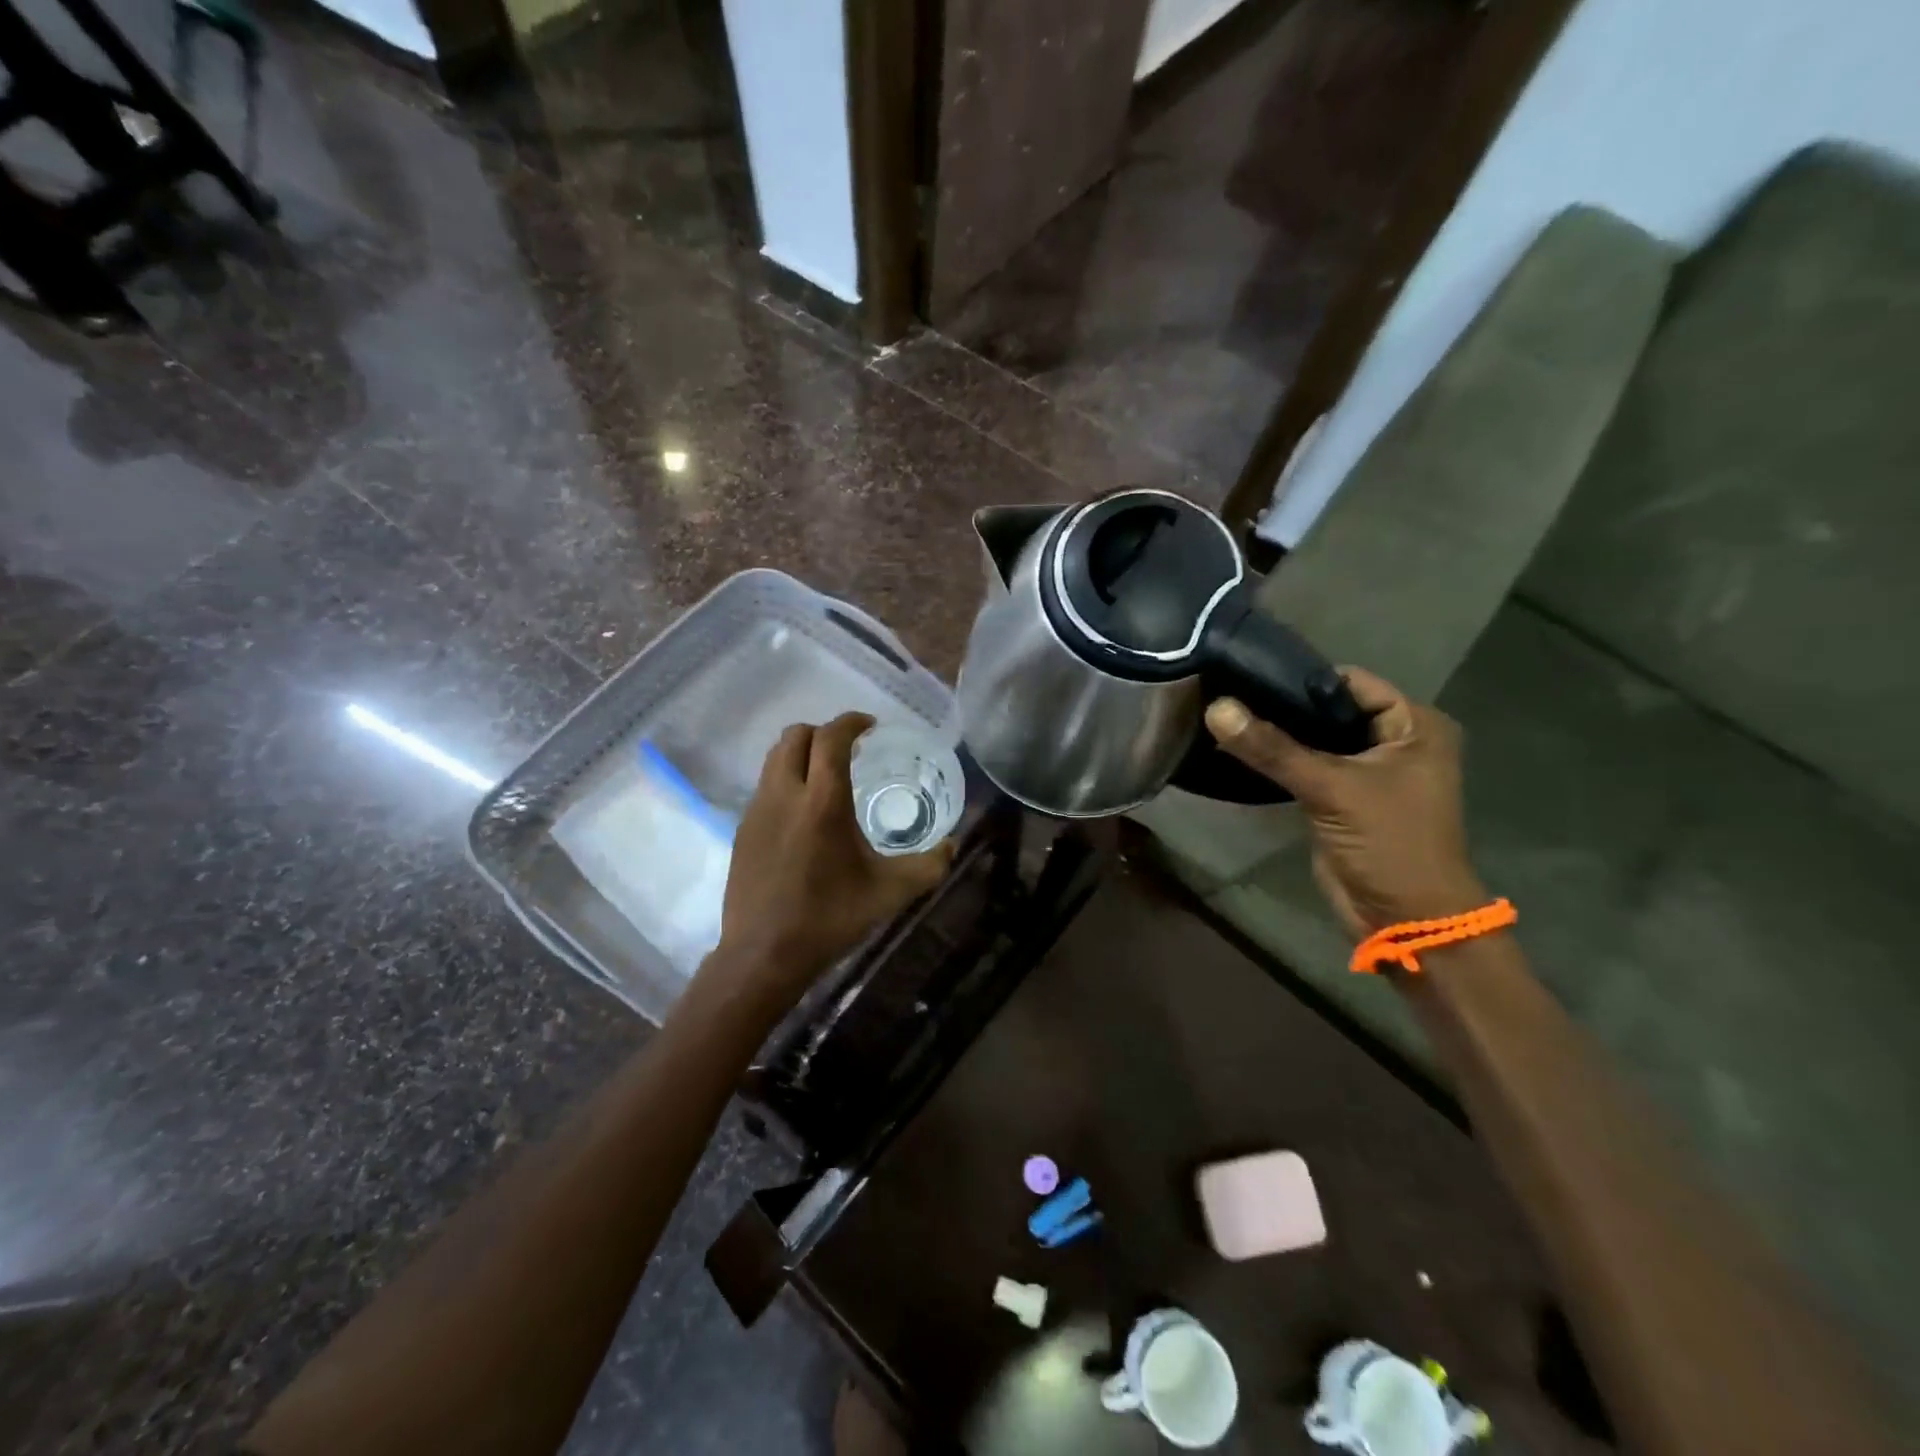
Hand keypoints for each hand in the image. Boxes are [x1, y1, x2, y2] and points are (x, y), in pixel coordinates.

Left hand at [705, 713, 954, 1014]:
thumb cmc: (830, 918)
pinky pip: (765, 785)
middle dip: (823, 732)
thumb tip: (952, 846)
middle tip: (849, 750)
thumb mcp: (890, 893)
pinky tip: (803, 814)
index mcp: (822, 801)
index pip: (831, 738)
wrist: (764, 955)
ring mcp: (757, 810)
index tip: (870, 726)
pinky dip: (786, 780)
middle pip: (796, 735)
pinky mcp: (742, 829)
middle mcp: (785, 794)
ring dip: (801, 753)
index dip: (851, 722)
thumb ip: (929, 866)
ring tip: (826, 777)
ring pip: (774, 758)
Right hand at [1205, 668, 1486, 937]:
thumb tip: (1217, 708)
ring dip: (1277, 735)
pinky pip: (1306, 767)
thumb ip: (1274, 748)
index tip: (1249, 674)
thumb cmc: (1390, 844)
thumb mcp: (1332, 789)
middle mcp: (1395, 741)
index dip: (1303, 679)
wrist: (1405, 919)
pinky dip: (1278, 760)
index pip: (1351, 683)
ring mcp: (1367, 771)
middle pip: (1330, 710)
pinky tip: (1238, 749)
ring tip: (1225, 717)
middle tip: (1229, 694)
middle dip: (1284, 706)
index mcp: (1415, 725)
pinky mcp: (1341, 797)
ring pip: (1315, 739)